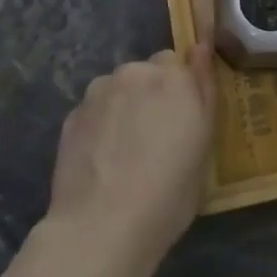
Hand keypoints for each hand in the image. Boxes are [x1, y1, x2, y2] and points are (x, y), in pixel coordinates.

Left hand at [44, 44, 216, 276]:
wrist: (100, 229)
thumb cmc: (168, 194)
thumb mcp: (204, 146)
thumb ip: (204, 91)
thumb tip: (201, 48)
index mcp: (176, 78)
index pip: (181, 62)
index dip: (183, 89)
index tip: (182, 118)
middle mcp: (136, 73)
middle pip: (149, 71)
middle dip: (153, 92)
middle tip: (155, 136)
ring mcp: (100, 91)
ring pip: (119, 88)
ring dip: (125, 105)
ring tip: (124, 151)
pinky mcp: (72, 114)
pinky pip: (96, 110)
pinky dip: (101, 125)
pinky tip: (102, 160)